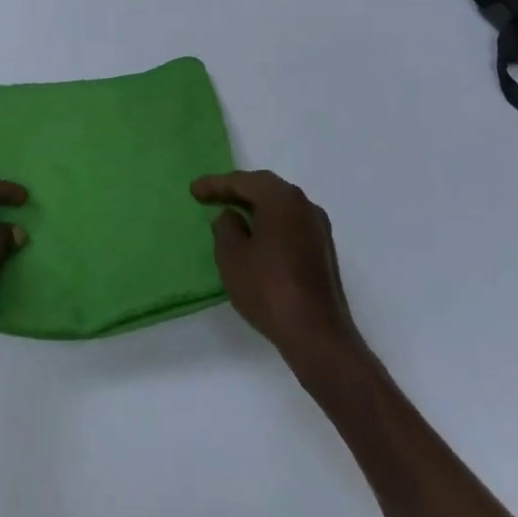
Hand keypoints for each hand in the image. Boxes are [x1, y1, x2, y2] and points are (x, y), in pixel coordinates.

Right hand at [193, 171, 363, 374]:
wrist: (317, 334)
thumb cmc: (268, 289)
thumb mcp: (232, 256)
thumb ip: (226, 227)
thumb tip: (232, 216)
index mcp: (282, 199)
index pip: (244, 182)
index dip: (216, 184)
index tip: (194, 190)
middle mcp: (304, 205)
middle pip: (266, 188)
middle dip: (237, 190)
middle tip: (211, 195)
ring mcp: (318, 228)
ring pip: (281, 205)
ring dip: (255, 205)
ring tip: (231, 212)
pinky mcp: (322, 250)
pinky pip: (290, 222)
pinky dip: (270, 221)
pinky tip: (257, 235)